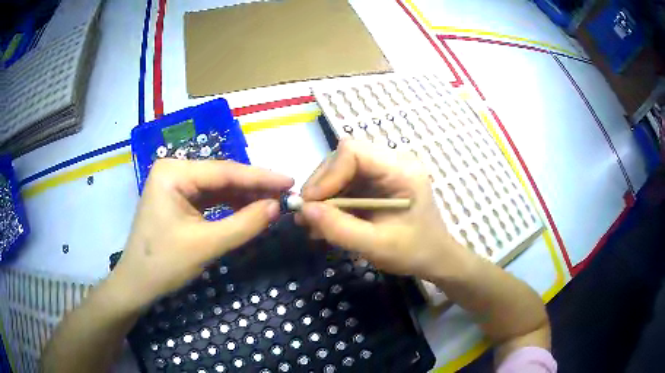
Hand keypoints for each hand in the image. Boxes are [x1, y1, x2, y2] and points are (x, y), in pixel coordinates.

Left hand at [112, 159, 292, 309]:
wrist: (137, 284)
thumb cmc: (164, 263)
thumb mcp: (207, 245)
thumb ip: (244, 224)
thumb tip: (277, 207)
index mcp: (174, 172)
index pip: (224, 171)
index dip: (260, 177)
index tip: (290, 181)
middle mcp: (174, 170)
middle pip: (221, 177)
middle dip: (253, 187)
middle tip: (285, 194)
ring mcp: (175, 184)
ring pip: (217, 187)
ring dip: (243, 197)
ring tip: (273, 203)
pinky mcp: (178, 199)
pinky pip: (209, 198)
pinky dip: (229, 205)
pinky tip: (249, 209)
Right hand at [297, 139, 469, 280]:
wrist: (434, 257)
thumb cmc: (414, 252)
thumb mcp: (376, 246)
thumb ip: (339, 229)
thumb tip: (304, 210)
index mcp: (402, 171)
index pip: (353, 152)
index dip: (327, 175)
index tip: (311, 205)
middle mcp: (392, 162)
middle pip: (343, 158)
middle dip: (321, 186)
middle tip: (306, 216)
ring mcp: (384, 170)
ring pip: (340, 170)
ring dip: (323, 195)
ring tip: (312, 223)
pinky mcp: (376, 182)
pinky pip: (346, 182)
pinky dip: (331, 201)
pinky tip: (325, 221)